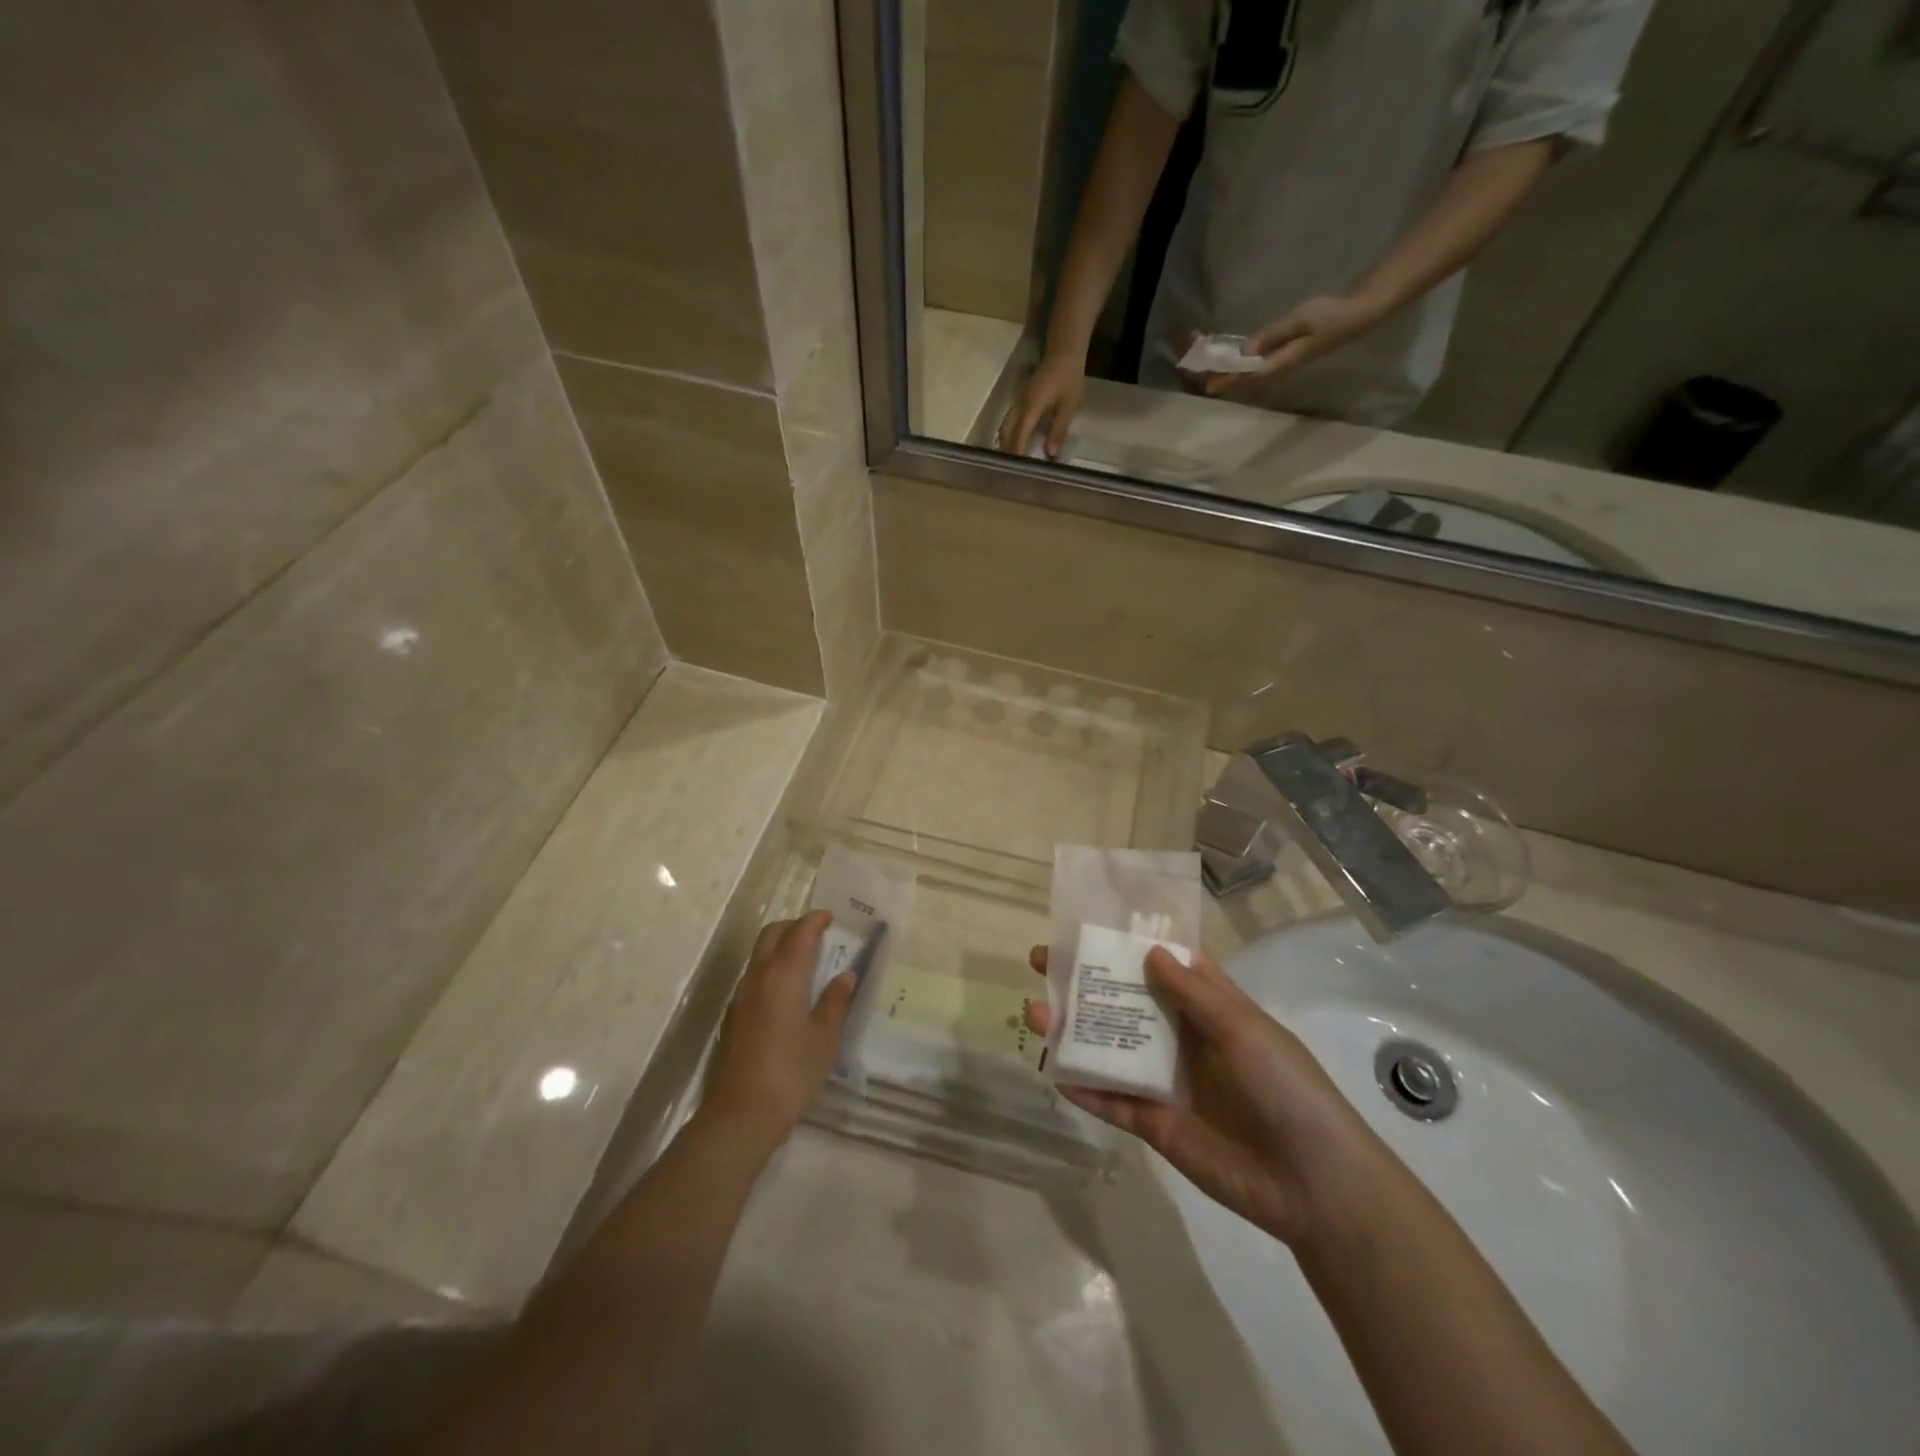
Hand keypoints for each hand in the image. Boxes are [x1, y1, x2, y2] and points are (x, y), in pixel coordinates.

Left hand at [704, 912, 855, 1151]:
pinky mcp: (733, 1017)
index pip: (799, 933)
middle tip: (817, 934)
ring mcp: (740, 997)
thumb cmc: (792, 1072)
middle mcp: (758, 977)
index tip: (830, 917)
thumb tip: (845, 976)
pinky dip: (771, 968)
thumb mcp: (825, 1037)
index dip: (815, 920)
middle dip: (793, 927)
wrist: (741, 1115)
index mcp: (784, 975)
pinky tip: (787, 992)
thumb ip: (836, 1001)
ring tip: (805, 961)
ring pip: (759, 955)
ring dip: (780, 947)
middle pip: (771, 935)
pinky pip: (753, 976)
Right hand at [998, 351, 1085, 458]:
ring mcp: (1018, 400)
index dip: (1017, 451)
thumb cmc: (1069, 379)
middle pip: (1007, 431)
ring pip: (1006, 425)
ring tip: (1012, 460)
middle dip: (1008, 450)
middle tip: (1012, 469)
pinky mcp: (1020, 399)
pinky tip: (1017, 443)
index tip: (1018, 468)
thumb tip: (1050, 454)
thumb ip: (1058, 431)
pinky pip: (1011, 420)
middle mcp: (1020, 404)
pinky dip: (1011, 433)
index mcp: (1032, 406)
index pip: (1020, 433)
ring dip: (1007, 442)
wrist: (1064, 353)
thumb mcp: (1068, 407)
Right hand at [1025, 943, 1381, 1245]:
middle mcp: (1180, 1036)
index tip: (1087, 920)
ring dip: (1072, 1031)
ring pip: (1109, 1047)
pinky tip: (1053, 1071)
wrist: (1312, 1185)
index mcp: (1208, 1007)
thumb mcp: (1244, 1030)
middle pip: (1124, 1001)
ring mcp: (1164, 1080)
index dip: (1128, 941)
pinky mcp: (1153, 1123)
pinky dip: (1083, 1087)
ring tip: (1033, 1015)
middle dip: (1084, 981)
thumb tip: (1150, 951)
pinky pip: (1111, 1101)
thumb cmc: (1286, 1088)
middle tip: (1042, 961)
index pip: (1163, 963)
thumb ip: (1194, 994)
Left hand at [1196, 295, 1389, 396]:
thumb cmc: (1331, 315)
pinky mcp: (1282, 356)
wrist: (1358, 316)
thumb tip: (1246, 351)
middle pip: (1242, 379)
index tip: (1206, 383)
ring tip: (1205, 368)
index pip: (1246, 376)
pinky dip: (1237, 363)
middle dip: (1219, 375)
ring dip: (1226, 371)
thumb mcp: (1301, 320)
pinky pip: (1254, 366)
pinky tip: (1228, 359)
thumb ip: (1273, 335)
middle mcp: (1277, 368)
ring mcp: (1280, 364)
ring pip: (1246, 374)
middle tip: (1196, 370)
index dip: (1225, 379)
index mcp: (1281, 363)